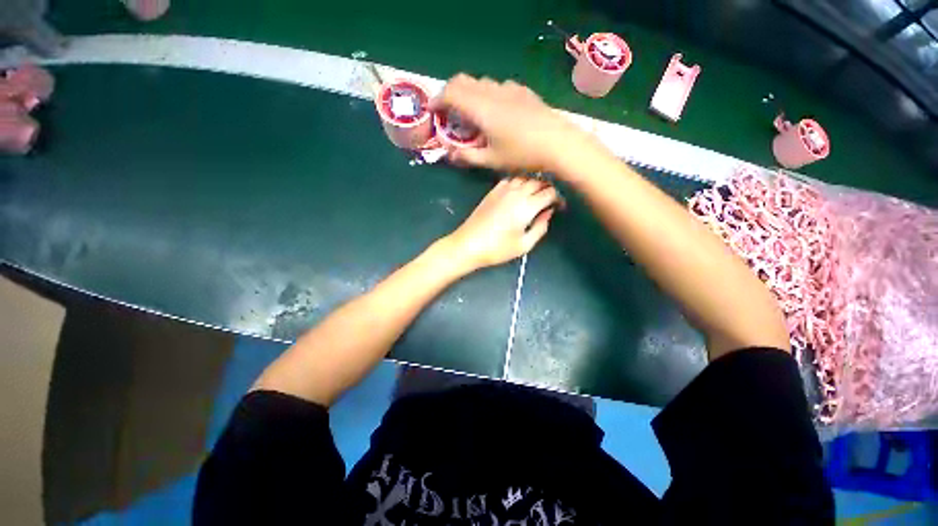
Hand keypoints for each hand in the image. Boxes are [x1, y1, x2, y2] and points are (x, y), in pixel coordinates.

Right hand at [430, 74, 596, 172]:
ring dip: (468, 94)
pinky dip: (487, 94)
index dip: (437, 100)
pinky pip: (497, 86)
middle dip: (450, 93)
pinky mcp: (522, 91)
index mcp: (481, 108)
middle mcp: (492, 92)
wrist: (557, 143)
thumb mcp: (491, 160)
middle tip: (448, 113)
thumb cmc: (521, 154)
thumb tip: (449, 155)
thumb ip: (467, 157)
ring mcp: (509, 88)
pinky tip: (494, 111)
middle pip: (463, 81)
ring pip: (480, 82)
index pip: (450, 93)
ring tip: (470, 114)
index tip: (432, 112)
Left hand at [444, 177, 560, 270]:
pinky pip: (511, 179)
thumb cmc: (497, 249)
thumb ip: (541, 227)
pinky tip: (519, 192)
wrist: (468, 244)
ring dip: (534, 183)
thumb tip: (549, 212)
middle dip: (548, 188)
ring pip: (525, 178)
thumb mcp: (524, 245)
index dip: (559, 197)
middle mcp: (516, 192)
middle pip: (539, 181)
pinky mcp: (492, 191)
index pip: (550, 192)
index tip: (560, 206)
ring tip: (537, 195)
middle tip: (551, 200)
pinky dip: (520, 182)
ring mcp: (503, 189)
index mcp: (527, 206)